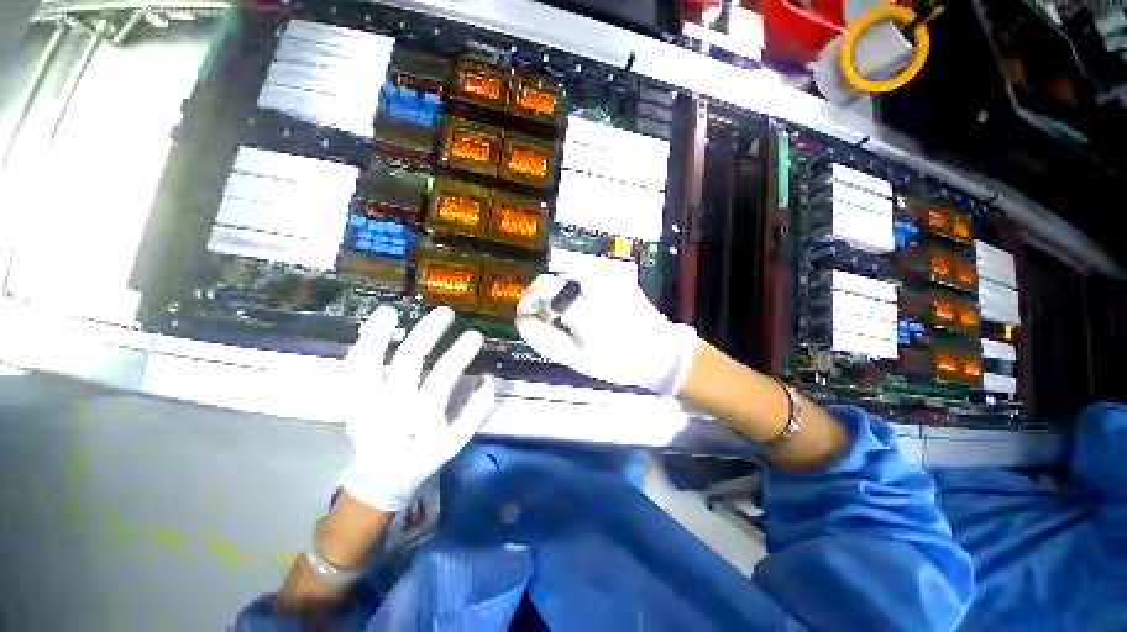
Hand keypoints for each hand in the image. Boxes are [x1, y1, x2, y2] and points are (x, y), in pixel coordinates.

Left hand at [338, 305, 495, 511]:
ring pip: (365, 365)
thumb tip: (490, 378)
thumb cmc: (424, 456)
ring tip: (394, 311)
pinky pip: (349, 369)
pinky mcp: (349, 400)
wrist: (381, 477)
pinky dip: (360, 345)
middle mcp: (389, 411)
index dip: (459, 356)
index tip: (475, 335)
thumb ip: (476, 411)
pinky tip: (376, 324)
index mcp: (419, 422)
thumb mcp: (456, 442)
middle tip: (446, 312)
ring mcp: (363, 404)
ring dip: (377, 335)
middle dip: (427, 333)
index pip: (442, 382)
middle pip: (405, 364)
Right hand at [514, 273, 697, 395]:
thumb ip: (543, 338)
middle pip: (554, 273)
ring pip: (568, 267)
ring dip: (558, 286)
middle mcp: (595, 280)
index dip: (528, 300)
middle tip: (546, 316)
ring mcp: (609, 273)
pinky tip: (580, 301)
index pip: (542, 287)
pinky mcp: (618, 273)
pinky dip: (573, 281)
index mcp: (584, 304)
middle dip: (543, 293)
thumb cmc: (617, 361)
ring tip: (562, 311)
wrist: (660, 352)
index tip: (527, 315)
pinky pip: (585, 269)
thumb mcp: (574, 358)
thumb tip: (522, 319)